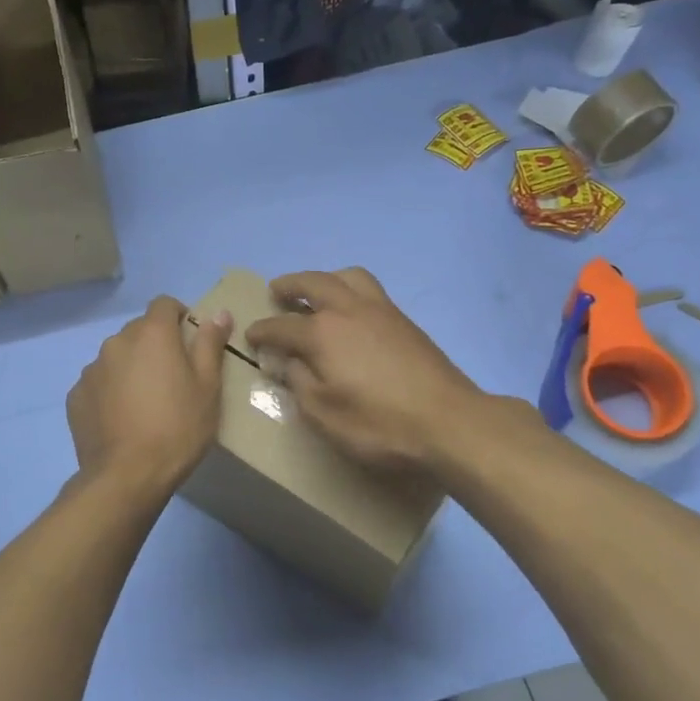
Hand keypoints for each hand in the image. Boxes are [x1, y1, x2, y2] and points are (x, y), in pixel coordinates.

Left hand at [68, 296, 232, 492]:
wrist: (127, 476)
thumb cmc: (178, 428)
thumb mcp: (208, 387)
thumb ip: (210, 344)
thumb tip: (218, 313)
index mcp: (151, 334)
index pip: (164, 304)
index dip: (179, 316)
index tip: (190, 341)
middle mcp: (116, 342)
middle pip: (139, 331)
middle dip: (156, 344)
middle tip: (173, 378)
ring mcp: (91, 369)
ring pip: (117, 357)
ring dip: (131, 367)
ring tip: (145, 402)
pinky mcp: (76, 396)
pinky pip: (99, 383)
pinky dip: (111, 391)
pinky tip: (123, 419)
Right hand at [245, 268, 483, 473]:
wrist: (448, 421)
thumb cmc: (378, 424)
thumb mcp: (323, 414)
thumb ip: (298, 382)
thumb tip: (284, 360)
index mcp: (322, 333)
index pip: (281, 326)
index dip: (262, 331)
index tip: (251, 336)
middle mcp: (349, 310)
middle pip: (313, 283)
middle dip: (290, 285)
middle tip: (276, 291)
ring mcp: (381, 311)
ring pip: (349, 276)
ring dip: (326, 278)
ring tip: (317, 291)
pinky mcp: (405, 321)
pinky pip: (371, 290)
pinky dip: (352, 290)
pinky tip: (352, 312)